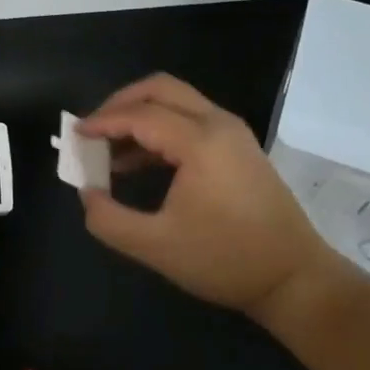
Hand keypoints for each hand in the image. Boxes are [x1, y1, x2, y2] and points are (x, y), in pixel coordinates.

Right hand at [78, 74, 337, 322]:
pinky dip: (159, 128)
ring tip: (108, 149)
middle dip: (120, 104)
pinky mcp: (238, 148)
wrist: (295, 279)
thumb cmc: (225, 260)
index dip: (102, 122)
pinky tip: (138, 162)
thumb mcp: (155, 246)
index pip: (140, 115)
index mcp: (200, 142)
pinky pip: (190, 120)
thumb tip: (86, 193)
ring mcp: (232, 133)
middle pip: (160, 89)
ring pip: (176, 101)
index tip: (73, 135)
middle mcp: (218, 124)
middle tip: (92, 130)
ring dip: (139, 115)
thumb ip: (109, 219)